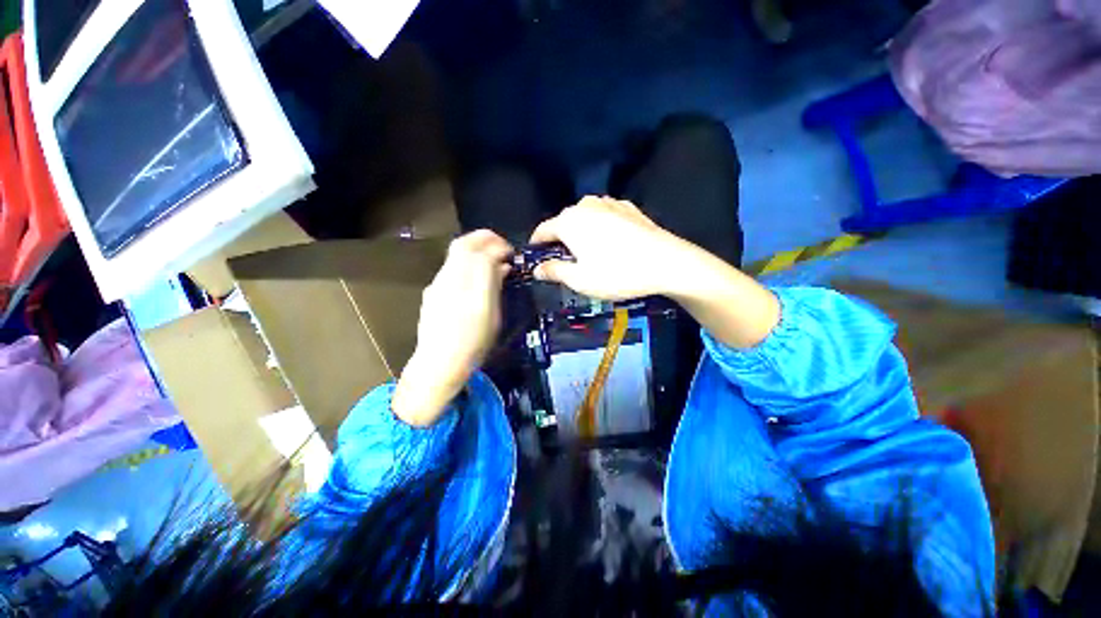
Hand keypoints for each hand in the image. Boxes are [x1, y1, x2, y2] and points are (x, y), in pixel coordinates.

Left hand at [392, 230, 512, 425]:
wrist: (438, 364)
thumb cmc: (473, 344)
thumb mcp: (493, 316)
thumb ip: (495, 286)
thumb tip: (502, 266)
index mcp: (469, 286)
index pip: (482, 251)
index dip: (499, 246)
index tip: (511, 253)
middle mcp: (450, 279)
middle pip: (463, 244)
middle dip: (485, 239)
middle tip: (501, 247)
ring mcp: (437, 284)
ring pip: (456, 255)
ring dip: (476, 250)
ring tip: (491, 263)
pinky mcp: (432, 292)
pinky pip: (451, 268)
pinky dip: (466, 264)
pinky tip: (474, 279)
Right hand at [533, 196, 779, 347]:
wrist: (666, 263)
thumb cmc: (617, 273)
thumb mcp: (580, 279)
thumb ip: (554, 271)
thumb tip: (536, 269)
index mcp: (569, 221)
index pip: (543, 230)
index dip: (536, 245)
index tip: (535, 257)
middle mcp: (586, 205)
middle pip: (564, 222)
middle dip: (560, 240)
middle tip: (564, 261)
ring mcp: (610, 203)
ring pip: (585, 217)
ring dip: (580, 232)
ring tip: (587, 251)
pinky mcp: (629, 207)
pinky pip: (605, 216)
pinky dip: (600, 227)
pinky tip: (609, 241)